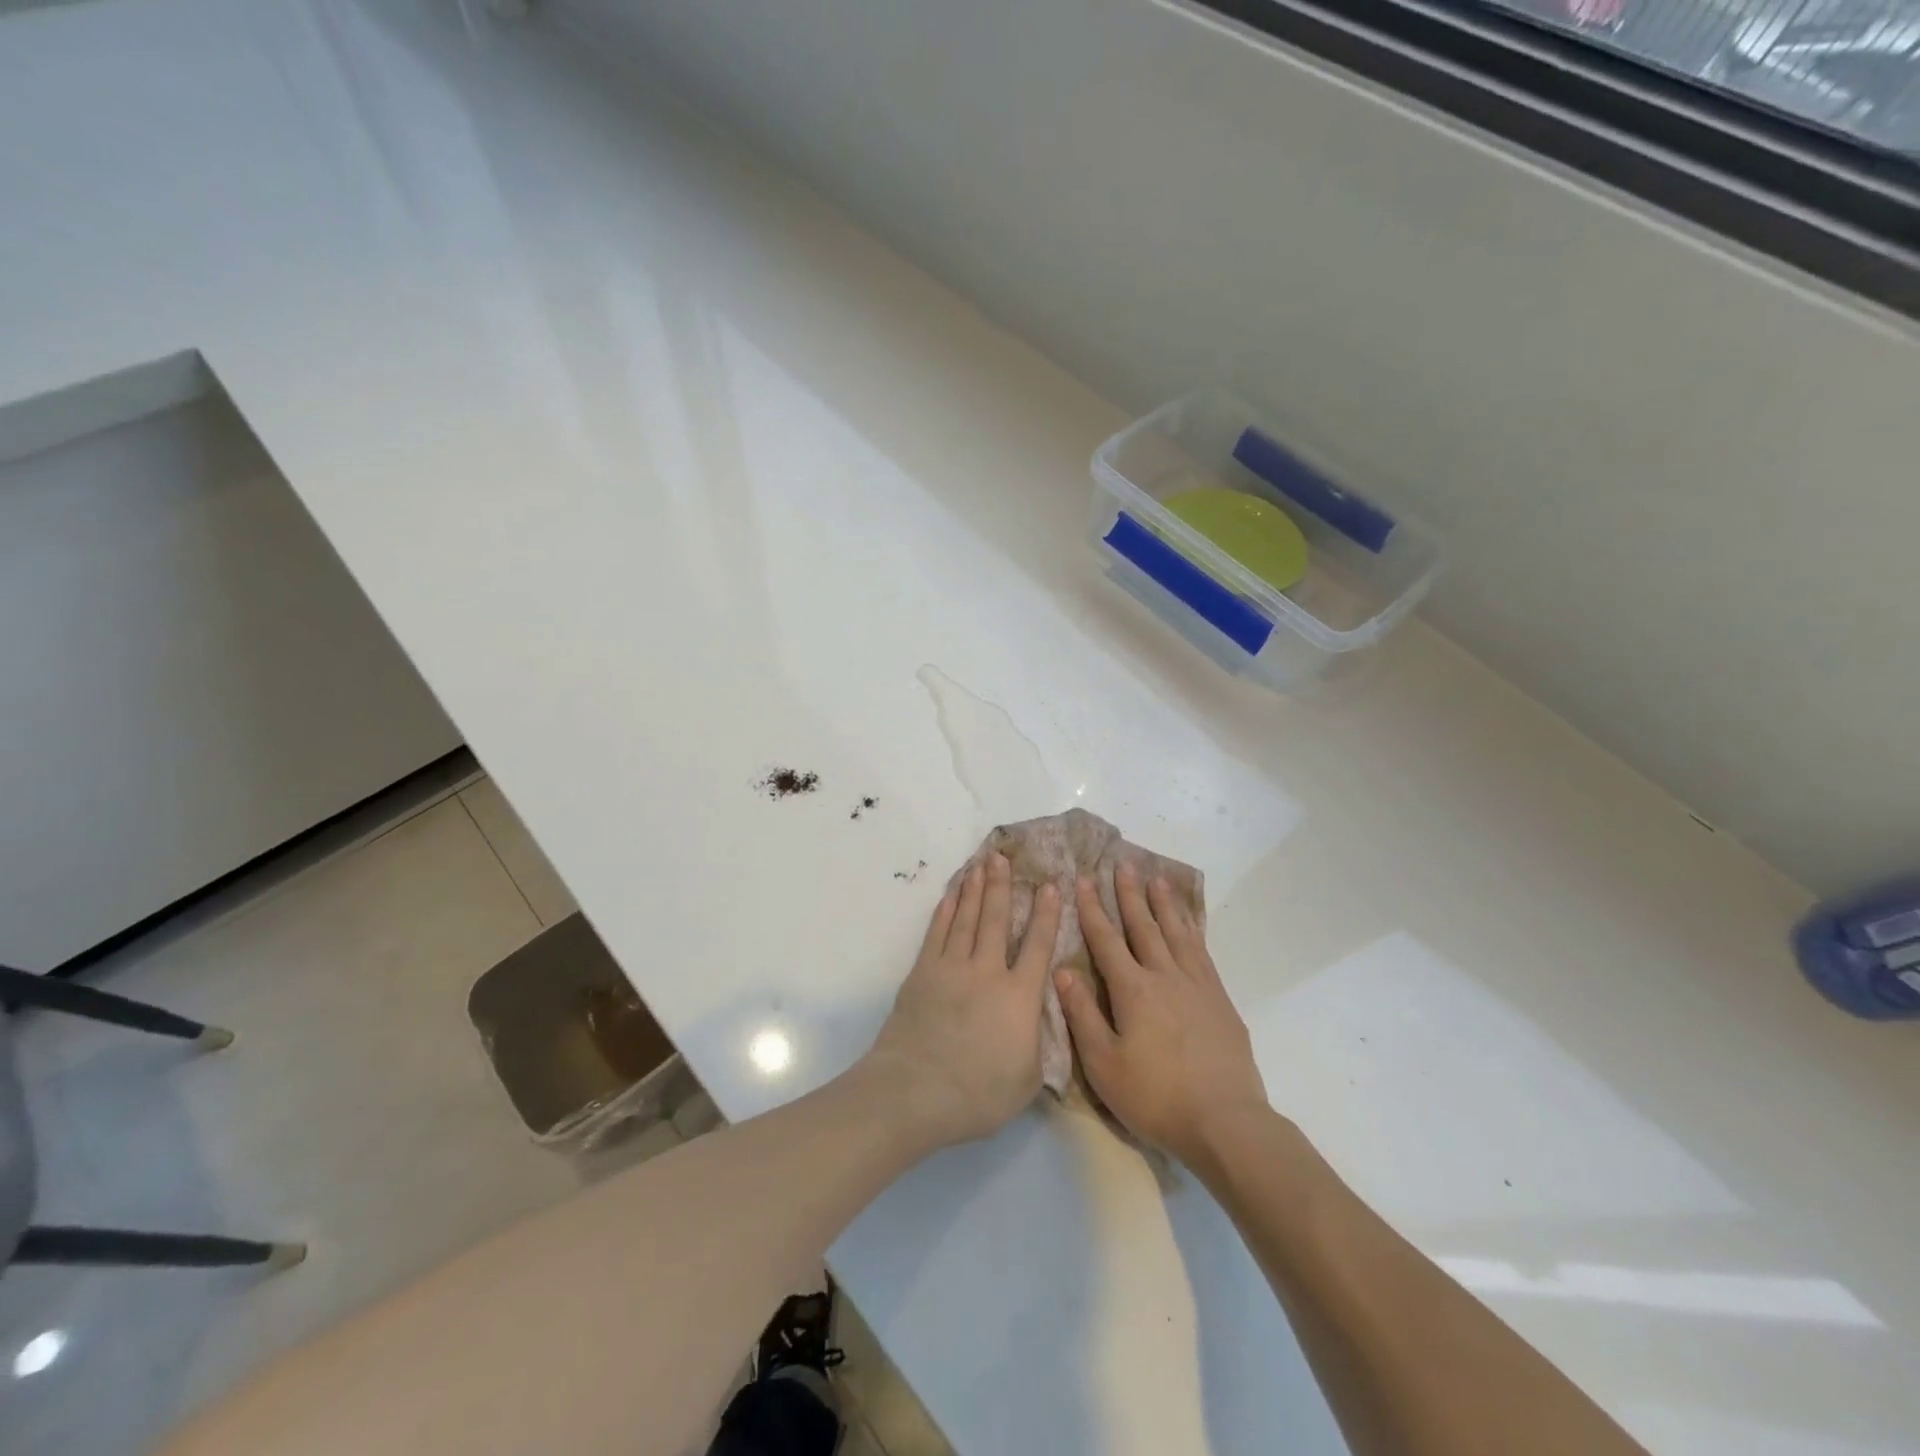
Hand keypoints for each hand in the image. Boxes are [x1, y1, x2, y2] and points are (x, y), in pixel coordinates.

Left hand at [865, 853, 1061, 1148]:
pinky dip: (946, 911)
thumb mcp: (1026, 1080)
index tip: (1050, 885)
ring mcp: (951, 968)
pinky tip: (951, 895)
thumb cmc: (977, 1094)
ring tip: (980, 864)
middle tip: (1003, 857)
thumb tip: (1036, 1025)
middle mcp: (987, 972)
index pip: (1038, 946)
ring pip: (966, 919)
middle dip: (1002, 886)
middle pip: (996, 920)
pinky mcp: (922, 973)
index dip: (1046, 914)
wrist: (915, 1091)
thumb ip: (1036, 1046)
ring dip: (974, 889)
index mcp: (1019, 997)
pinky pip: (937, 932)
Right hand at [1058, 862, 1268, 1163]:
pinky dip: (1193, 930)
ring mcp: (1197, 985)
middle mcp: (1164, 976)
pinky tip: (1190, 923)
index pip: (1106, 939)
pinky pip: (1202, 951)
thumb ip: (1082, 1014)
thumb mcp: (1103, 1063)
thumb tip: (1062, 970)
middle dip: (1130, 894)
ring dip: (1164, 904)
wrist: (1225, 1121)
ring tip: (1157, 878)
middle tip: (1123, 863)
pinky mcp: (1220, 1000)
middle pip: (1144, 926)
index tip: (1084, 879)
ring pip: (1177, 932)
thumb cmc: (1155, 1096)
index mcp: (1132, 989)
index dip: (1093, 909)